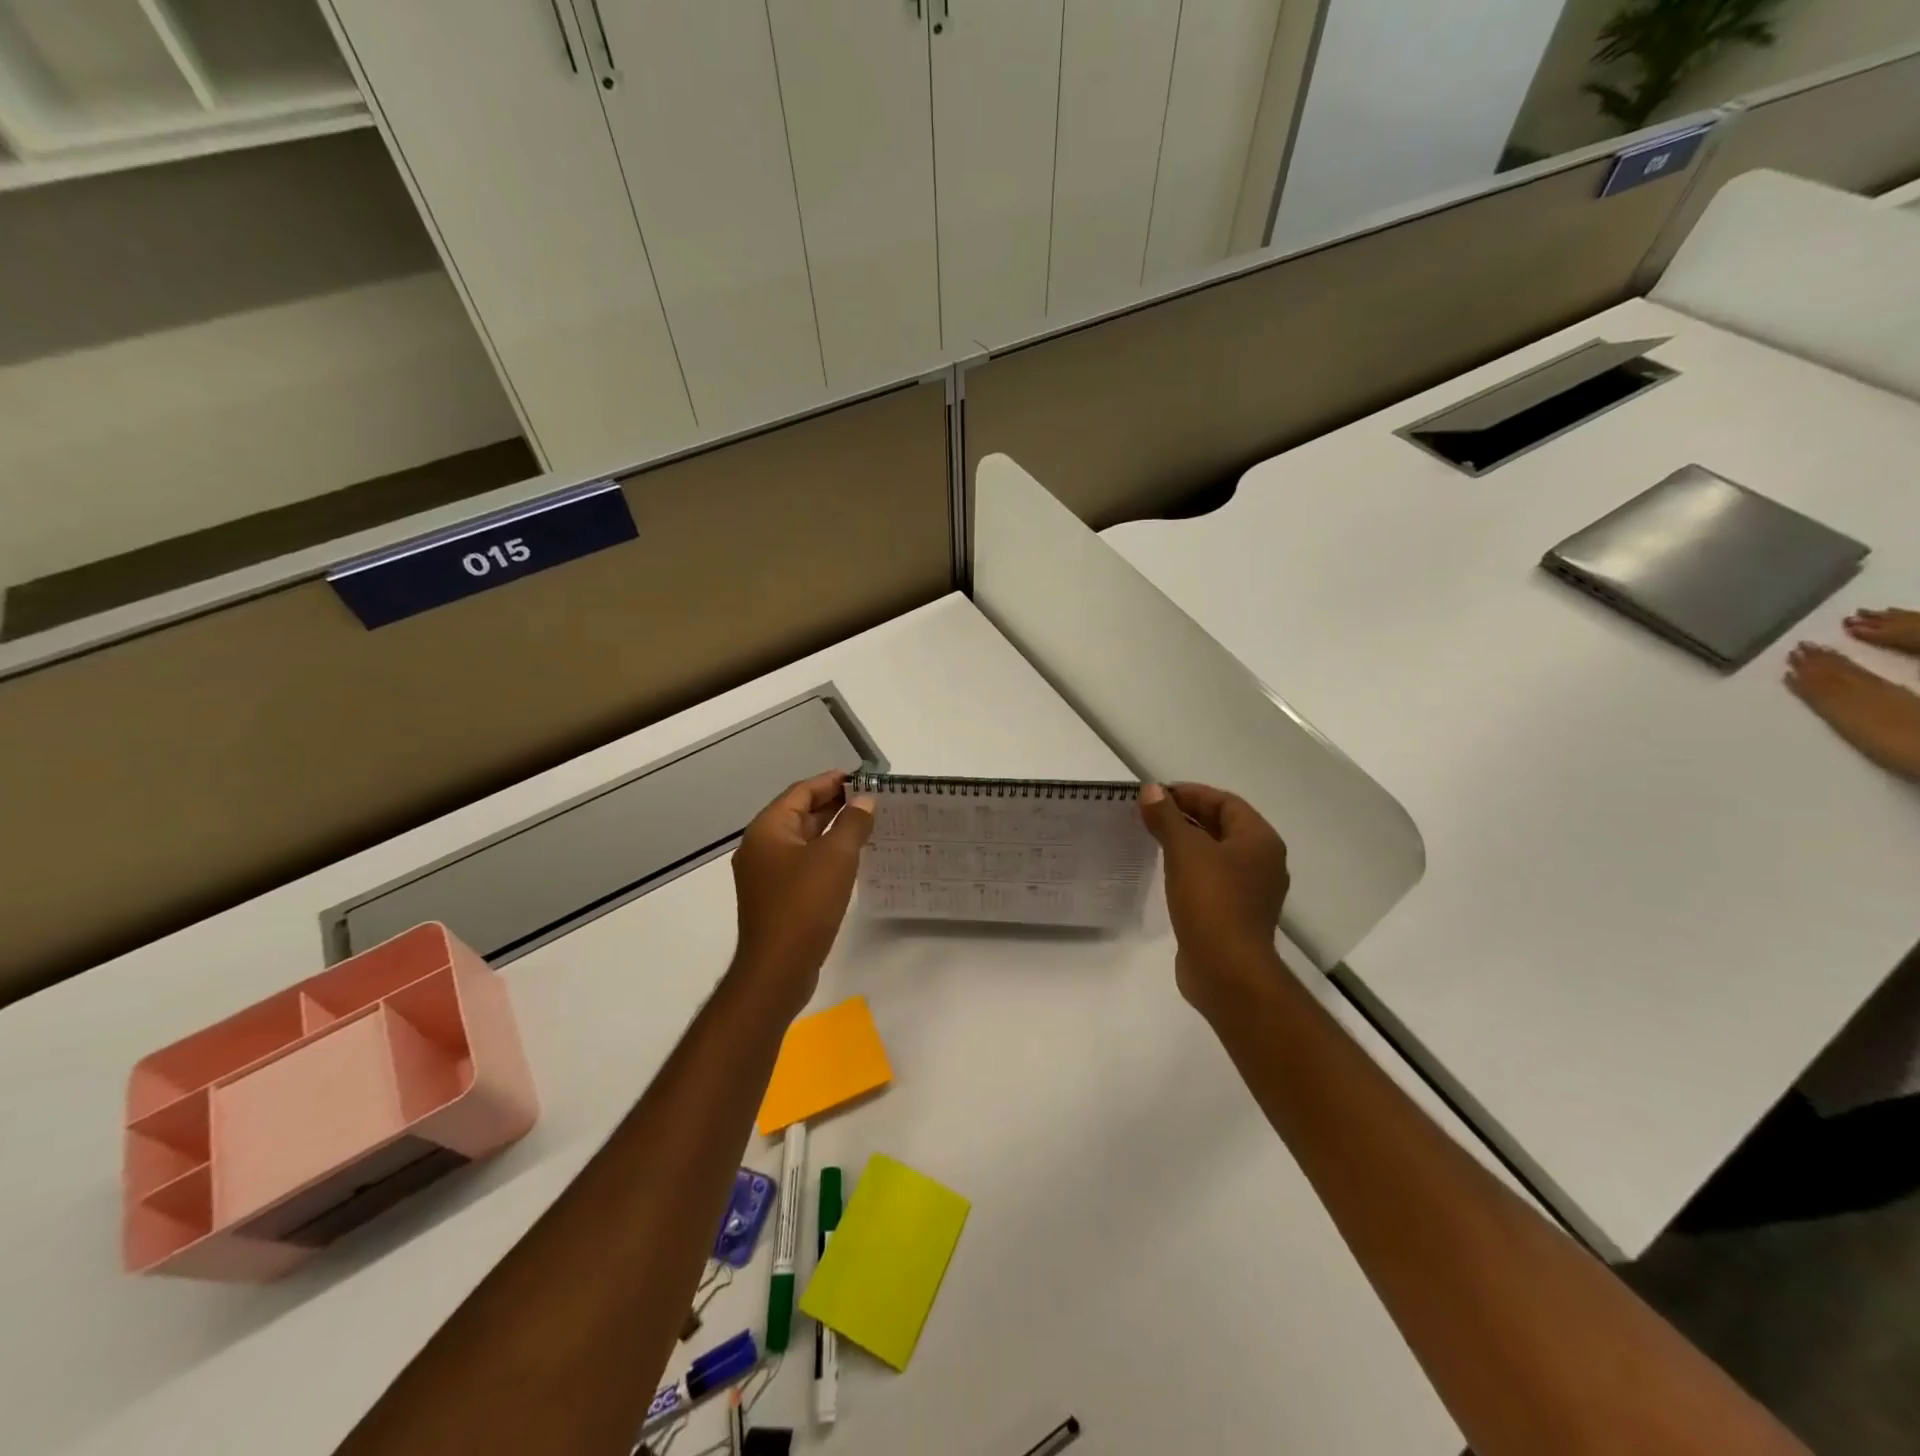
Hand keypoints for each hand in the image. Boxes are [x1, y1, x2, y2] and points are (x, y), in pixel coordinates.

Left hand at [731, 771, 874, 1010]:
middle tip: (870, 800)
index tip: (862, 777)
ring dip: (831, 830)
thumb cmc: (805, 904)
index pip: (801, 791)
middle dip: (834, 804)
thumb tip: (865, 801)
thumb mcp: (836, 857)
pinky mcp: (775, 898)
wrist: (778, 968)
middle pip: (799, 814)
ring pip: (802, 841)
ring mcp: (765, 875)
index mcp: (768, 829)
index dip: (831, 781)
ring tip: (866, 825)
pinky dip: (825, 855)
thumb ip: (852, 823)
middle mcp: (761, 847)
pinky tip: (850, 860)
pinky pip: (802, 864)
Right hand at [1140, 782, 1289, 1014]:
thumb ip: (1167, 817)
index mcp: (1260, 841)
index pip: (1226, 802)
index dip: (1192, 794)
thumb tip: (1151, 790)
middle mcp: (1262, 863)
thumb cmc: (1212, 900)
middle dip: (1188, 816)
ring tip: (1153, 838)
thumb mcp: (1185, 850)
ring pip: (1216, 854)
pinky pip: (1211, 880)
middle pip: (1223, 827)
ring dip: (1187, 843)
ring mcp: (1250, 892)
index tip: (1157, 795)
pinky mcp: (1234, 916)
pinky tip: (1166, 873)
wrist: (1226, 969)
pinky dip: (1189, 869)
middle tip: (1150, 814)